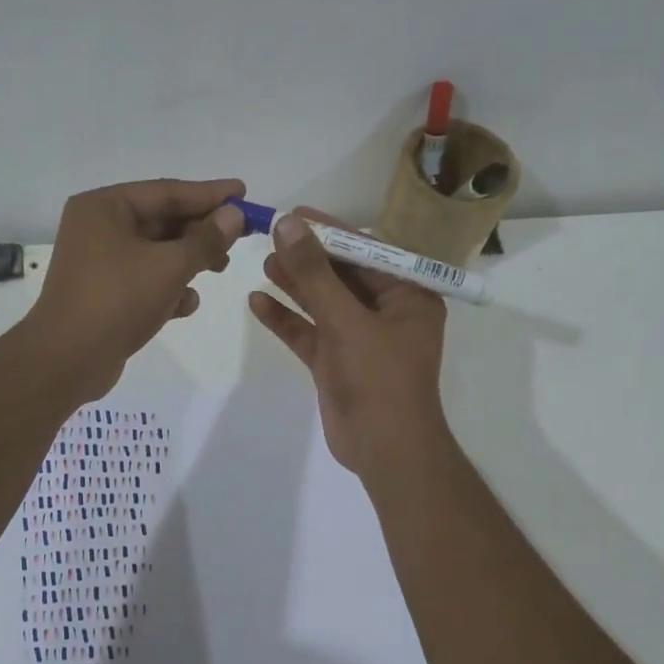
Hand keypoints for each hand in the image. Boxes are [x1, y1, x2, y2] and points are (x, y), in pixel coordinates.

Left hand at [23, 178, 247, 400]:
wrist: (68, 360)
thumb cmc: (117, 300)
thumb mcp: (169, 266)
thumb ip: (206, 239)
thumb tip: (234, 214)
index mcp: (104, 208)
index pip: (166, 191)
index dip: (209, 193)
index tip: (243, 193)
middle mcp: (98, 229)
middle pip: (161, 221)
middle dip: (200, 231)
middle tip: (240, 237)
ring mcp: (99, 264)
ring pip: (156, 253)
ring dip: (189, 261)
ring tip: (220, 269)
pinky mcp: (104, 295)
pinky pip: (145, 281)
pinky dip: (168, 289)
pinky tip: (187, 305)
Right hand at [248, 211, 450, 476]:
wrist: (384, 449)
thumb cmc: (378, 378)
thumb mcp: (347, 320)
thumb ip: (315, 273)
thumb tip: (288, 224)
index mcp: (406, 296)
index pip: (366, 252)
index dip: (330, 231)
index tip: (294, 214)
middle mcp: (385, 313)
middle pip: (341, 275)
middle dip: (307, 258)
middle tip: (270, 236)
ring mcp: (358, 339)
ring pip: (322, 304)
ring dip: (294, 285)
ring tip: (262, 262)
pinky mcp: (336, 363)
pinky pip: (309, 333)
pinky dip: (286, 320)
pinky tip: (257, 302)